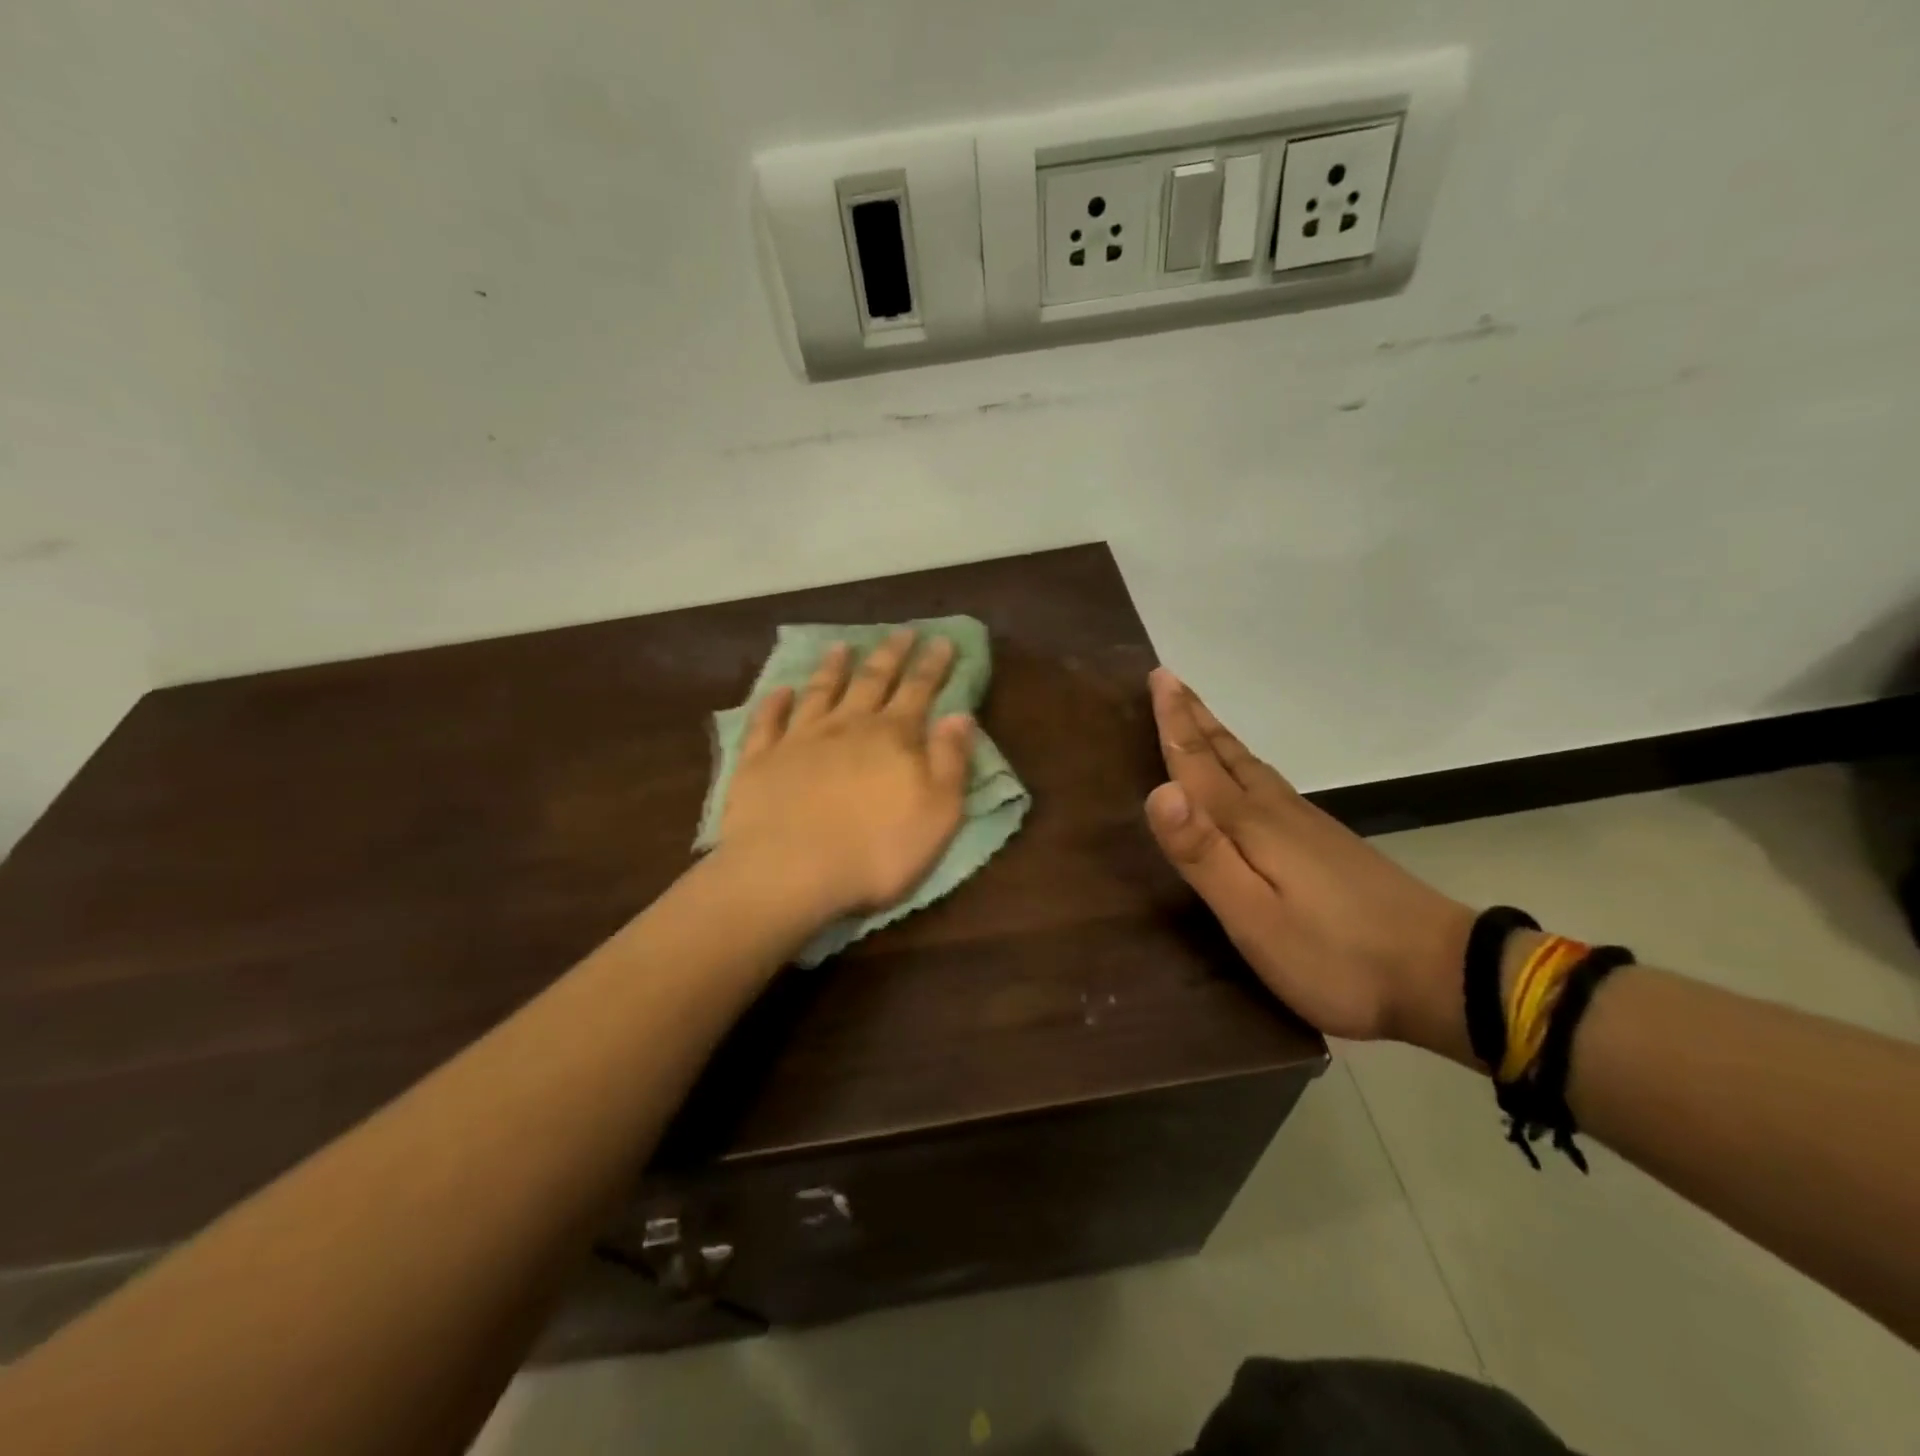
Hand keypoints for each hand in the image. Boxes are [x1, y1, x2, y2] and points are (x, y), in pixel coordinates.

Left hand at [720, 630, 975, 921]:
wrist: (789, 871)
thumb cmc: (876, 850)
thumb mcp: (937, 812)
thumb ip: (951, 761)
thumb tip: (961, 715)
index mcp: (893, 737)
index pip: (919, 691)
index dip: (933, 665)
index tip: (942, 639)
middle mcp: (847, 726)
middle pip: (872, 681)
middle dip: (890, 654)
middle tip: (902, 631)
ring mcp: (799, 740)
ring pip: (820, 692)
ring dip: (832, 668)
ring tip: (841, 646)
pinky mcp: (760, 761)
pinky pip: (767, 722)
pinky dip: (773, 703)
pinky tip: (778, 690)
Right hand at [1143, 669, 1475, 1053]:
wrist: (1445, 974)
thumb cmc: (1335, 954)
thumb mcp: (1255, 917)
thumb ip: (1204, 854)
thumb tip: (1159, 790)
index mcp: (1252, 824)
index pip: (1201, 763)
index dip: (1175, 722)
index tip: (1159, 675)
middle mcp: (1278, 812)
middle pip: (1227, 754)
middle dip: (1194, 717)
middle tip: (1169, 680)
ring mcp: (1308, 826)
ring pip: (1250, 767)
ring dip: (1218, 739)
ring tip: (1198, 719)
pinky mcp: (1328, 845)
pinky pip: (1269, 785)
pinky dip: (1244, 766)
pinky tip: (1248, 778)